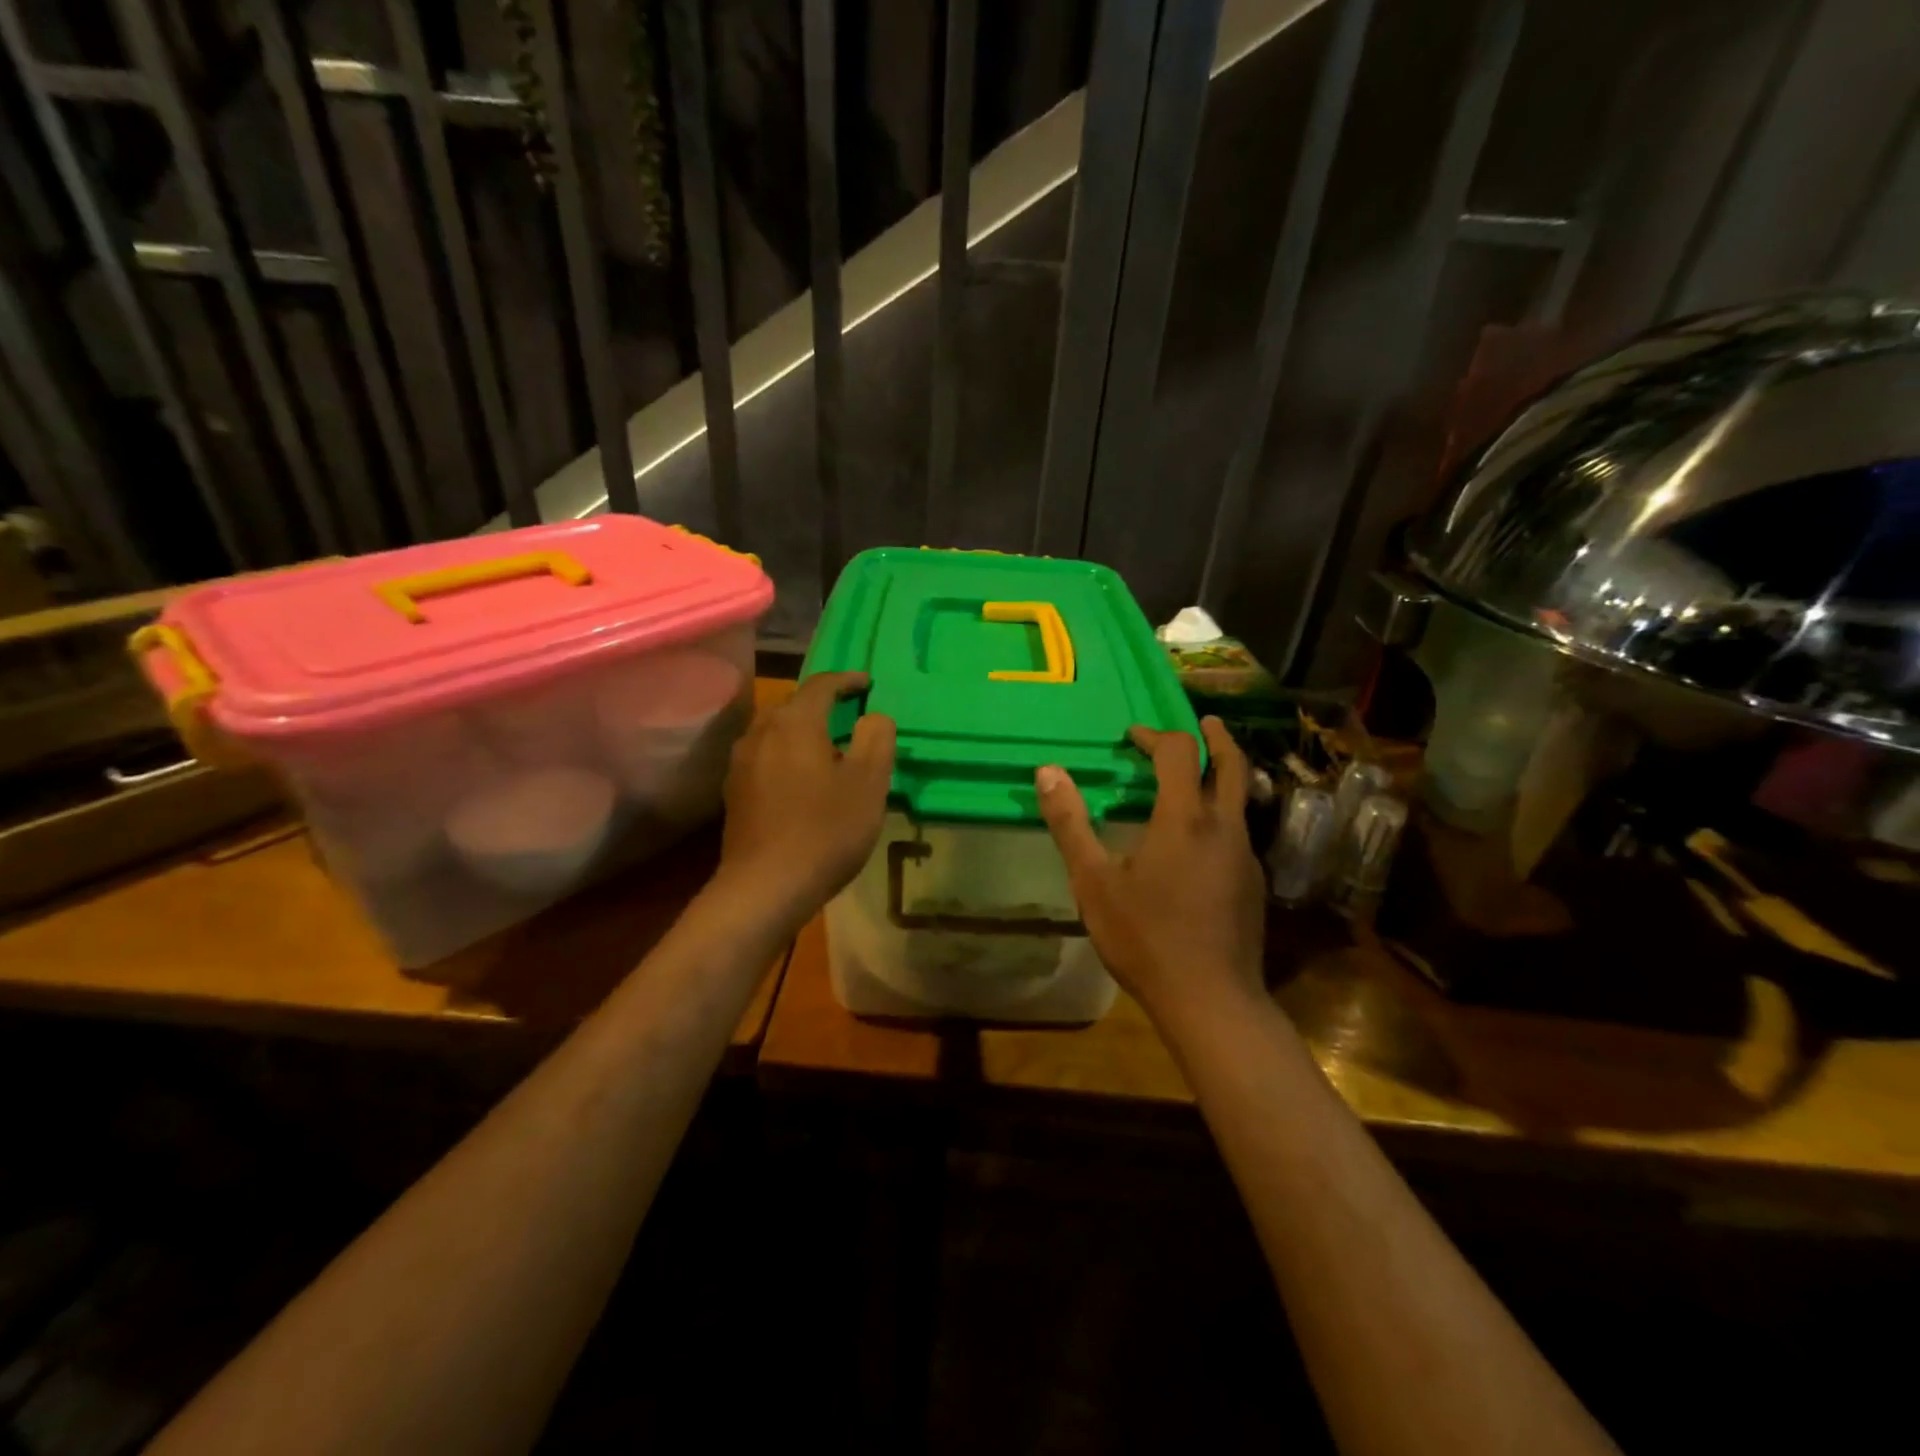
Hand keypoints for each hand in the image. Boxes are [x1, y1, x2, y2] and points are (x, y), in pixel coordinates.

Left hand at [717, 672, 895, 923]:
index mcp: (795, 723)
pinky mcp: (734, 792)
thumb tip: (873, 716)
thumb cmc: (825, 830)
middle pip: (793, 705)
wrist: (765, 887)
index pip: (821, 685)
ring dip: (801, 730)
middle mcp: (761, 732)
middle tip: (849, 715)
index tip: (868, 684)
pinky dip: (786, 754)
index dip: (846, 680)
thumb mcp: (869, 784)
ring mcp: (741, 763)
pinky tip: (800, 779)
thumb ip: (876, 739)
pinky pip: (764, 756)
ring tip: (826, 747)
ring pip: (775, 731)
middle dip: (822, 704)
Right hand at [1036, 717, 1264, 1020]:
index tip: (1132, 737)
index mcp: (1184, 818)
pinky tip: (1201, 838)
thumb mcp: (1093, 881)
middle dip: (1214, 739)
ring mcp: (1244, 856)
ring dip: (1223, 774)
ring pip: (1241, 798)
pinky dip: (1223, 812)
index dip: (1155, 736)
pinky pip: (1239, 831)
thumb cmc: (1145, 937)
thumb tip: (1047, 771)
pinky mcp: (1253, 884)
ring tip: (1200, 774)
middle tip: (1202, 723)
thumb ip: (1070, 823)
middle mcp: (1224, 827)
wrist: (1210, 1000)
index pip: (1178, 753)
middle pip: (1230, 764)